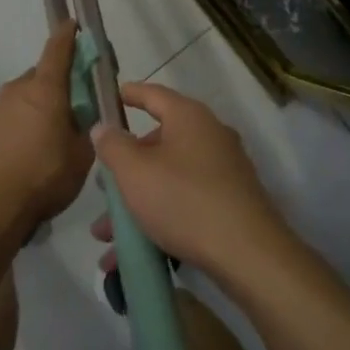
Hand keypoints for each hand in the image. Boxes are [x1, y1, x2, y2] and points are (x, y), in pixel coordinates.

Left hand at [0, 22, 92, 226]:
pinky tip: (17, 157)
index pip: (57, 51)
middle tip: (66, 112)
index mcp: (46, 91)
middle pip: (38, 79)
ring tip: (40, 142)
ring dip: (31, 112)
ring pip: (18, 101)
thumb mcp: (82, 155)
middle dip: (52, 88)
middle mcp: (16, 91)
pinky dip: (12, 131)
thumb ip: (85, 129)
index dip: (66, 36)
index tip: (72, 25)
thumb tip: (83, 118)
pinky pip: (2, 122)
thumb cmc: (46, 176)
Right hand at [89, 82, 295, 283]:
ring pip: (167, 180)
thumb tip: (104, 128)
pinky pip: (184, 203)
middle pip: (157, 144)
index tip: (110, 97)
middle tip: (102, 189)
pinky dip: (158, 220)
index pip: (153, 95)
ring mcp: (223, 171)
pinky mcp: (229, 203)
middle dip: (125, 170)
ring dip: (135, 204)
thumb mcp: (135, 172)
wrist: (247, 254)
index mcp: (190, 118)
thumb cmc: (184, 200)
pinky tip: (132, 254)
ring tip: (106, 237)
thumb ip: (113, 146)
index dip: (129, 94)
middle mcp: (210, 137)